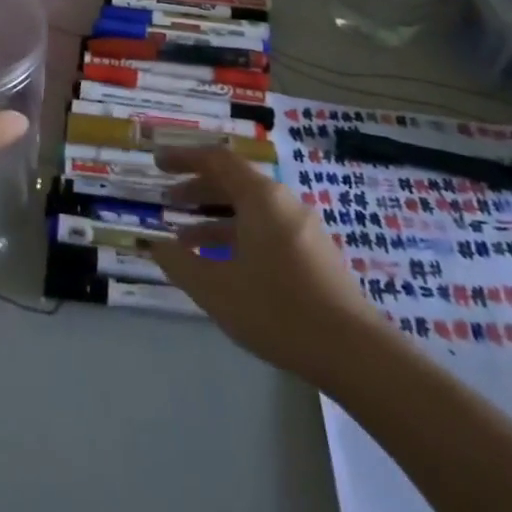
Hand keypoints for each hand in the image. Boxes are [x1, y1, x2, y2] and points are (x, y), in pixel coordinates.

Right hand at [149, 146, 383, 386]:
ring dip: (215, 217)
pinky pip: (266, 227)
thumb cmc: (279, 311)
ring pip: (250, 208)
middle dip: (196, 188)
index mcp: (260, 197)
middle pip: (233, 181)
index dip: (183, 157)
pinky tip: (223, 263)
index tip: (157, 163)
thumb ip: (180, 263)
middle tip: (166, 200)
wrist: (356, 354)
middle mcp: (283, 202)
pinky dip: (238, 234)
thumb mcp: (217, 289)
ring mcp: (303, 227)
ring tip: (186, 239)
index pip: (216, 159)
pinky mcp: (314, 252)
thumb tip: (154, 246)